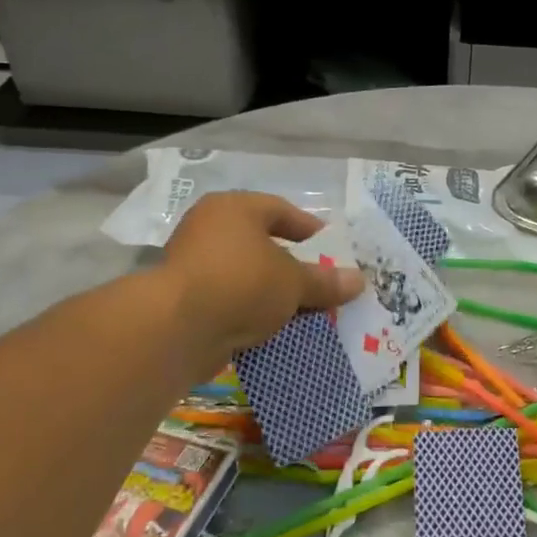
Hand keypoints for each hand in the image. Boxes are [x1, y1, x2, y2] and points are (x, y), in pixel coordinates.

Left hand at [161, 192, 362, 359]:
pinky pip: (229, 300)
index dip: (309, 229)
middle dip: (291, 265)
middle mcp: (209, 228)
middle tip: (319, 282)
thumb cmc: (242, 283)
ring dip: (271, 291)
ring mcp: (192, 264)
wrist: (177, 328)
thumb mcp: (294, 282)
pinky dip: (250, 311)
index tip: (331, 249)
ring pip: (245, 274)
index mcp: (234, 208)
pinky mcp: (184, 300)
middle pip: (261, 244)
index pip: (280, 210)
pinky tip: (272, 328)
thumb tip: (359, 281)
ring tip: (301, 310)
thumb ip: (325, 281)